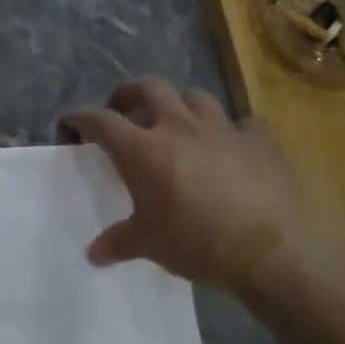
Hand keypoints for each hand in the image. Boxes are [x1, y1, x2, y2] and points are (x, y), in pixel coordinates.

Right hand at [62, 79, 337, 293]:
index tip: (70, 121)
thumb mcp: (148, 244)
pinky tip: (230, 146)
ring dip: (179, 103)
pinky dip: (230, 130)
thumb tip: (93, 255)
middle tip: (122, 107)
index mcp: (143, 150)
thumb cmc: (197, 242)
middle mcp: (179, 128)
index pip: (101, 121)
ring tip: (175, 120)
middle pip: (149, 88)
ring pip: (195, 96)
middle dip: (129, 93)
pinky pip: (242, 123)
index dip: (81, 118)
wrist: (274, 250)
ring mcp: (223, 129)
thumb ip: (118, 242)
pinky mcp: (261, 141)